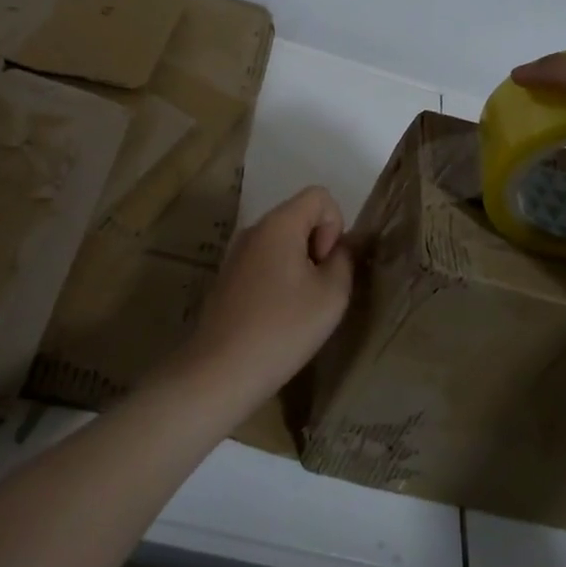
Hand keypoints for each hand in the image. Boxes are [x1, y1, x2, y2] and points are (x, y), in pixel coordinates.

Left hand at [173, 187, 354, 405]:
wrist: (221, 370)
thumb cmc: (282, 329)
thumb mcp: (331, 295)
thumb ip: (345, 260)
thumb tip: (341, 248)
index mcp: (278, 224)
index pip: (319, 196)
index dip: (335, 225)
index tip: (326, 265)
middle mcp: (254, 229)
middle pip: (299, 217)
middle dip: (319, 246)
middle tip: (320, 290)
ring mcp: (236, 254)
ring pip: (282, 242)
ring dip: (300, 265)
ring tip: (301, 307)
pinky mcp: (227, 278)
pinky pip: (264, 262)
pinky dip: (280, 279)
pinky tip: (279, 317)